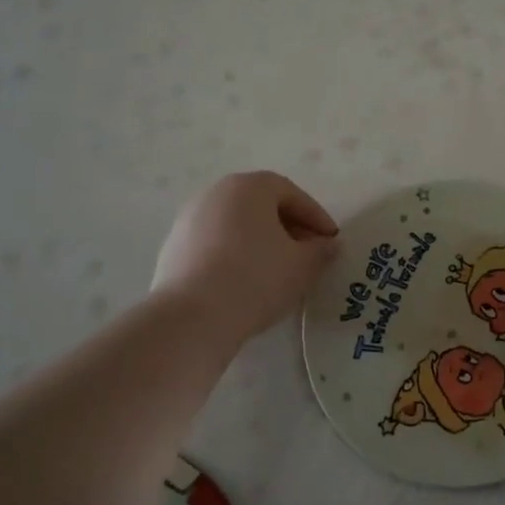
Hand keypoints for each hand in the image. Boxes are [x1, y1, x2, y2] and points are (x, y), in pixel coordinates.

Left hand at [153, 172, 339, 347]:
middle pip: (261, 206)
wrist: (192, 317)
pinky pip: (215, 245)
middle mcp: (215, 194)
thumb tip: (328, 245)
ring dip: (261, 242)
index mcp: (248, 187)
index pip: (291, 194)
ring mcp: (189, 220)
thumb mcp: (302, 266)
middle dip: (289, 228)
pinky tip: (246, 283)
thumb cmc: (256, 279)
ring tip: (278, 272)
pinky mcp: (173, 248)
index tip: (330, 241)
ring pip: (237, 225)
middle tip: (307, 255)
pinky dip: (235, 256)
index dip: (316, 217)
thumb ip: (321, 250)